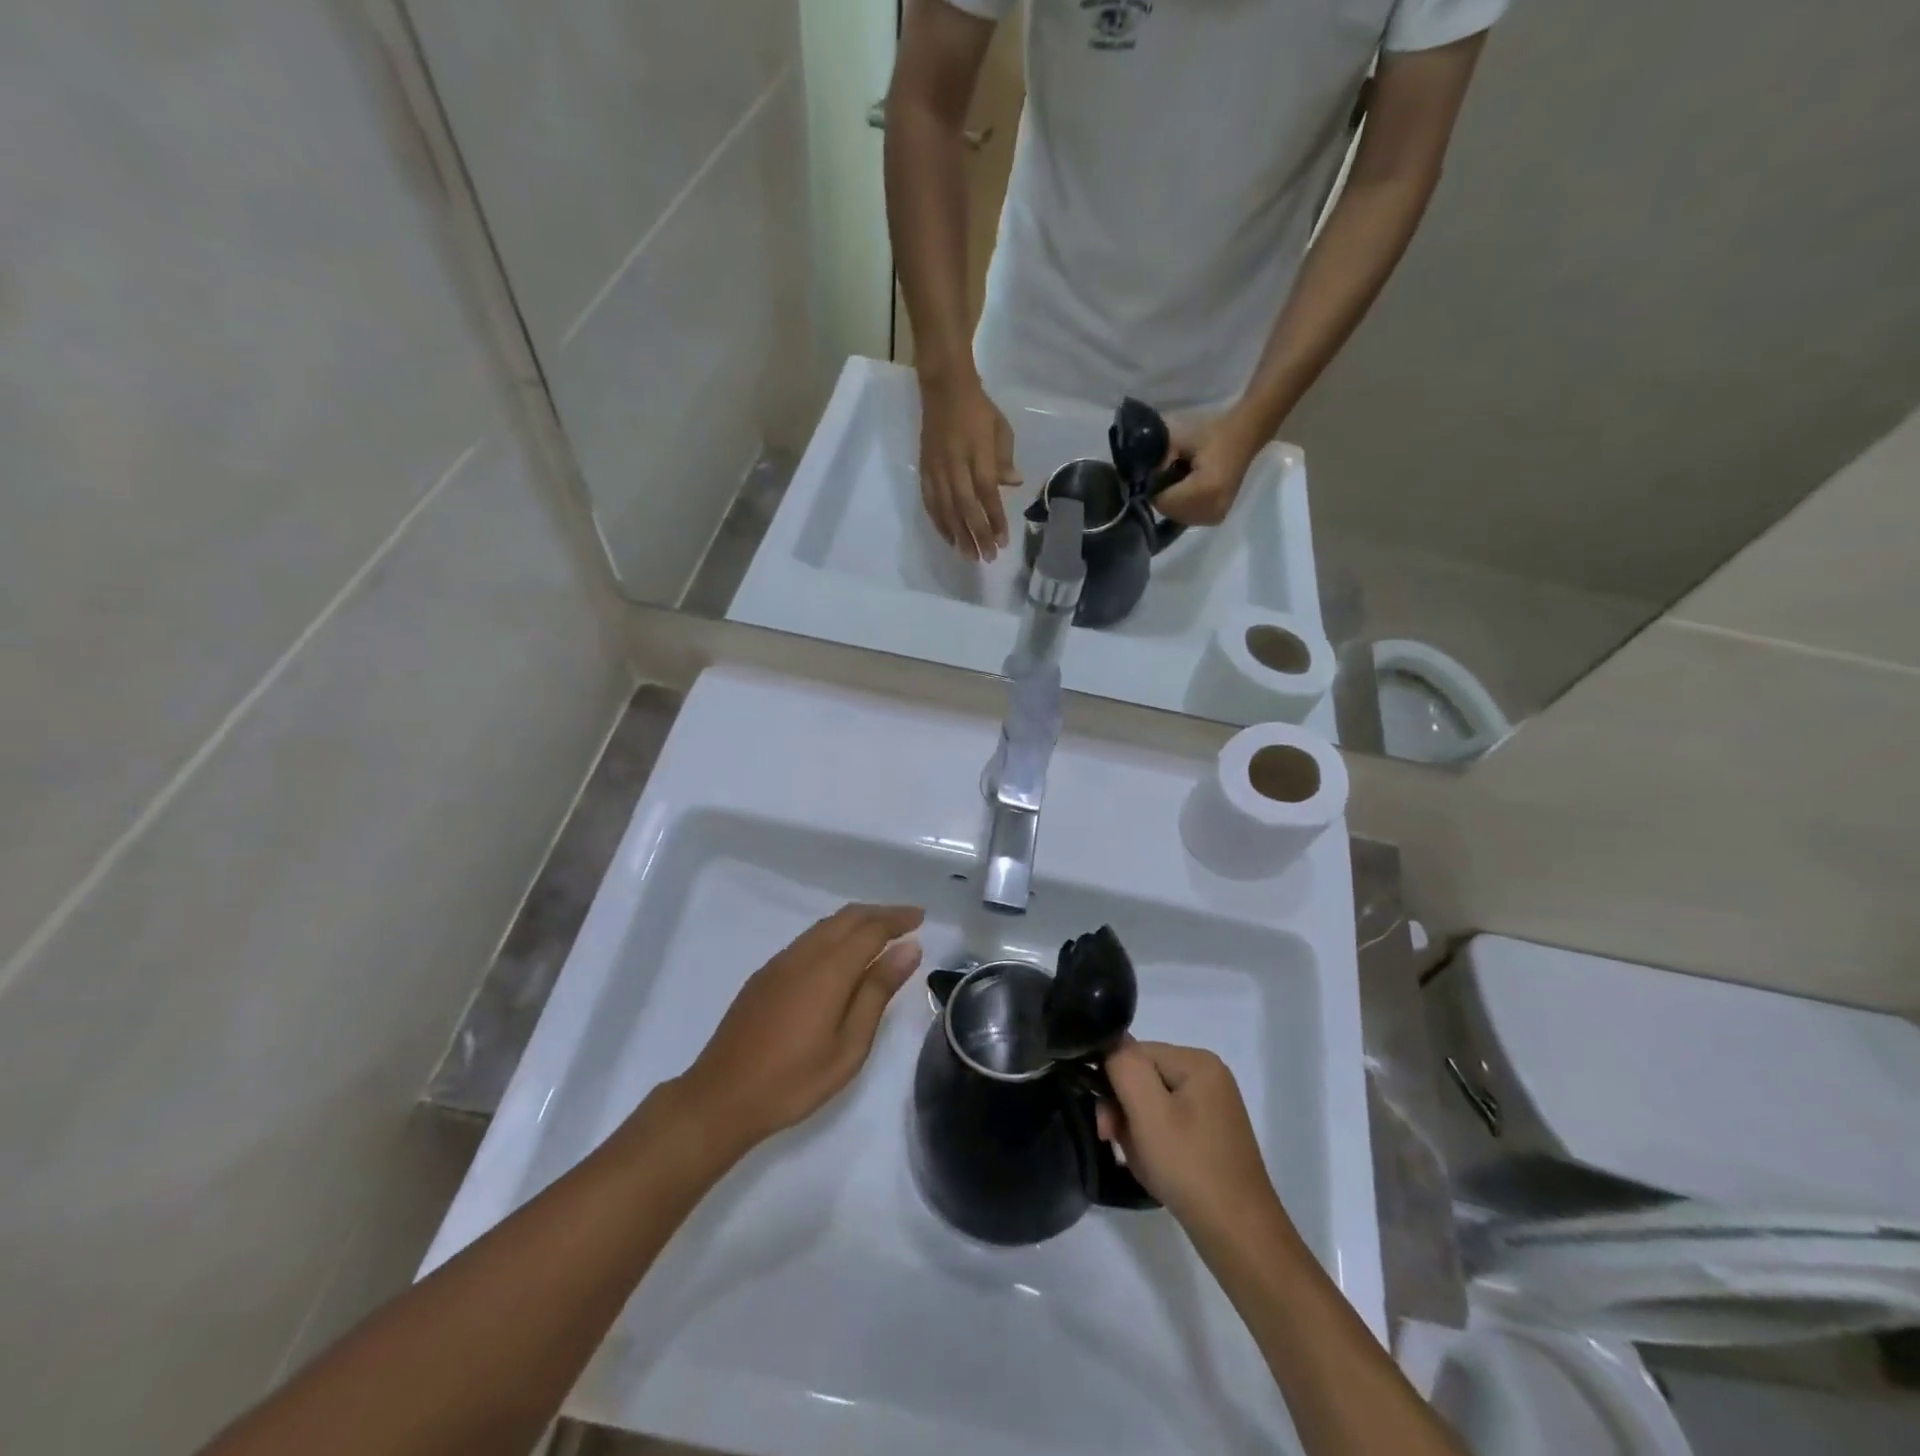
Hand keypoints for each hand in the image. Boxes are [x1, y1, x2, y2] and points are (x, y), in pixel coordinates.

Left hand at [674, 904, 924, 1152]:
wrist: (721, 1097)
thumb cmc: (794, 1080)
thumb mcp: (849, 1045)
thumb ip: (877, 991)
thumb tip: (908, 949)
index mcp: (829, 969)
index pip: (870, 928)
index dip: (897, 919)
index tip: (921, 917)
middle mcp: (804, 954)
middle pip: (847, 918)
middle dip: (879, 913)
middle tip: (908, 920)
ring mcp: (780, 963)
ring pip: (825, 925)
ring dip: (856, 921)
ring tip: (881, 933)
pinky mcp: (765, 975)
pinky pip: (808, 939)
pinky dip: (834, 934)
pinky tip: (841, 955)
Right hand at [917, 373, 1021, 560]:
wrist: (944, 388)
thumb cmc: (978, 409)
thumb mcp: (1000, 428)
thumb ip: (1004, 458)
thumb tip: (1012, 484)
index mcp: (977, 453)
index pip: (987, 494)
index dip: (994, 520)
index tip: (1002, 542)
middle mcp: (955, 464)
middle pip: (966, 508)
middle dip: (976, 535)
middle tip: (986, 559)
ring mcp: (937, 469)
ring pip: (946, 509)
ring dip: (958, 536)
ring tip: (968, 556)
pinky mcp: (924, 471)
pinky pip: (931, 502)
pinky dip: (939, 523)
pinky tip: (949, 538)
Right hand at [1098, 1041, 1286, 1237]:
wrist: (1240, 1237)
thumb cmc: (1190, 1168)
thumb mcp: (1148, 1112)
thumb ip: (1124, 1066)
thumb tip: (1110, 1040)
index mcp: (1198, 1062)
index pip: (1135, 1054)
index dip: (1113, 1084)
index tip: (1105, 1125)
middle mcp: (1208, 1076)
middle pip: (1144, 1077)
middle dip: (1124, 1110)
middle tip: (1113, 1143)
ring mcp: (1213, 1106)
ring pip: (1153, 1103)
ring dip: (1136, 1129)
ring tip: (1139, 1161)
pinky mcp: (1212, 1134)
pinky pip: (1169, 1123)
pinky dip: (1154, 1142)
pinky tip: (1155, 1166)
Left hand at [1152, 411, 1264, 527]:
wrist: (1244, 434)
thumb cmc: (1211, 432)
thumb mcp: (1177, 438)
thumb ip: (1155, 458)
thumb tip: (1140, 478)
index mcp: (1203, 490)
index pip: (1162, 501)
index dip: (1153, 487)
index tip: (1156, 472)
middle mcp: (1211, 510)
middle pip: (1169, 512)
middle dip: (1163, 496)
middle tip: (1169, 474)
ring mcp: (1216, 516)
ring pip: (1178, 517)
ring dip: (1173, 502)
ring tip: (1181, 480)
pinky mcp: (1217, 517)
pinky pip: (1189, 518)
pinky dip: (1183, 506)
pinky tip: (1190, 489)